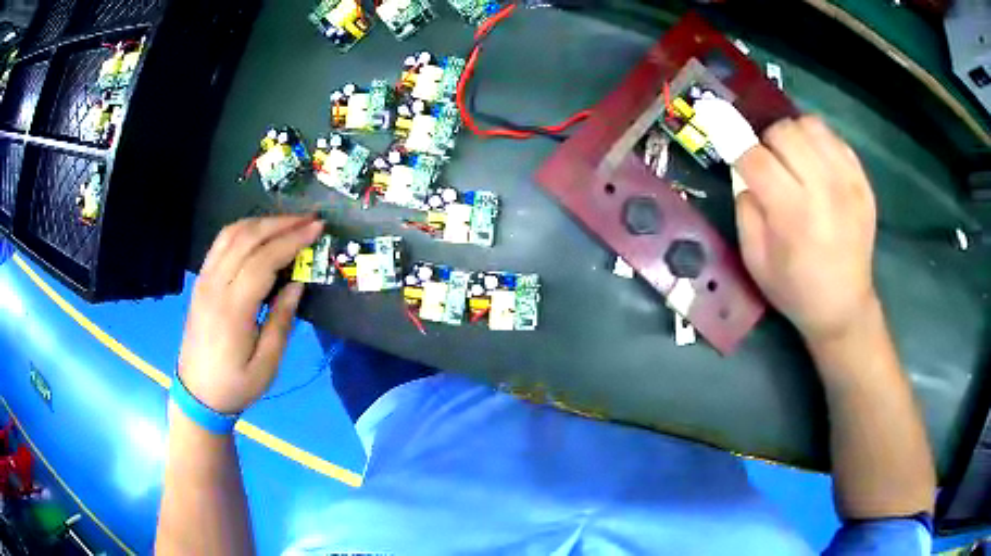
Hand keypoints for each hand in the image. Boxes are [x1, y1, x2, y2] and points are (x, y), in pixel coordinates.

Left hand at [178, 215, 322, 414]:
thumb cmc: (236, 385)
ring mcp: (204, 280)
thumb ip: (282, 321)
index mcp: (233, 310)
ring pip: (231, 234)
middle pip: (247, 239)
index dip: (291, 240)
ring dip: (262, 222)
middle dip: (281, 223)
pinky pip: (220, 243)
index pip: (263, 260)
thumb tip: (297, 283)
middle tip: (309, 219)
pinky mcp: (200, 280)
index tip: (317, 228)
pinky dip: (242, 229)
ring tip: (288, 222)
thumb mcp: (267, 364)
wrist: (197, 394)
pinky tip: (259, 232)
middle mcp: (215, 286)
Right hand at [734, 116, 877, 342]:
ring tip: (795, 159)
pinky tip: (817, 165)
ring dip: (794, 137)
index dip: (738, 150)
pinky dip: (819, 143)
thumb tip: (745, 173)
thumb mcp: (755, 260)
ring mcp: (848, 182)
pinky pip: (835, 138)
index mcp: (792, 213)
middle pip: (784, 132)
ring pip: (811, 126)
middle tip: (770, 164)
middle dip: (768, 143)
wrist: (844, 306)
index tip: (734, 154)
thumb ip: (746, 210)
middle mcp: (823, 189)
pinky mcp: (863, 182)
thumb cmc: (795, 289)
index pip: (755, 157)